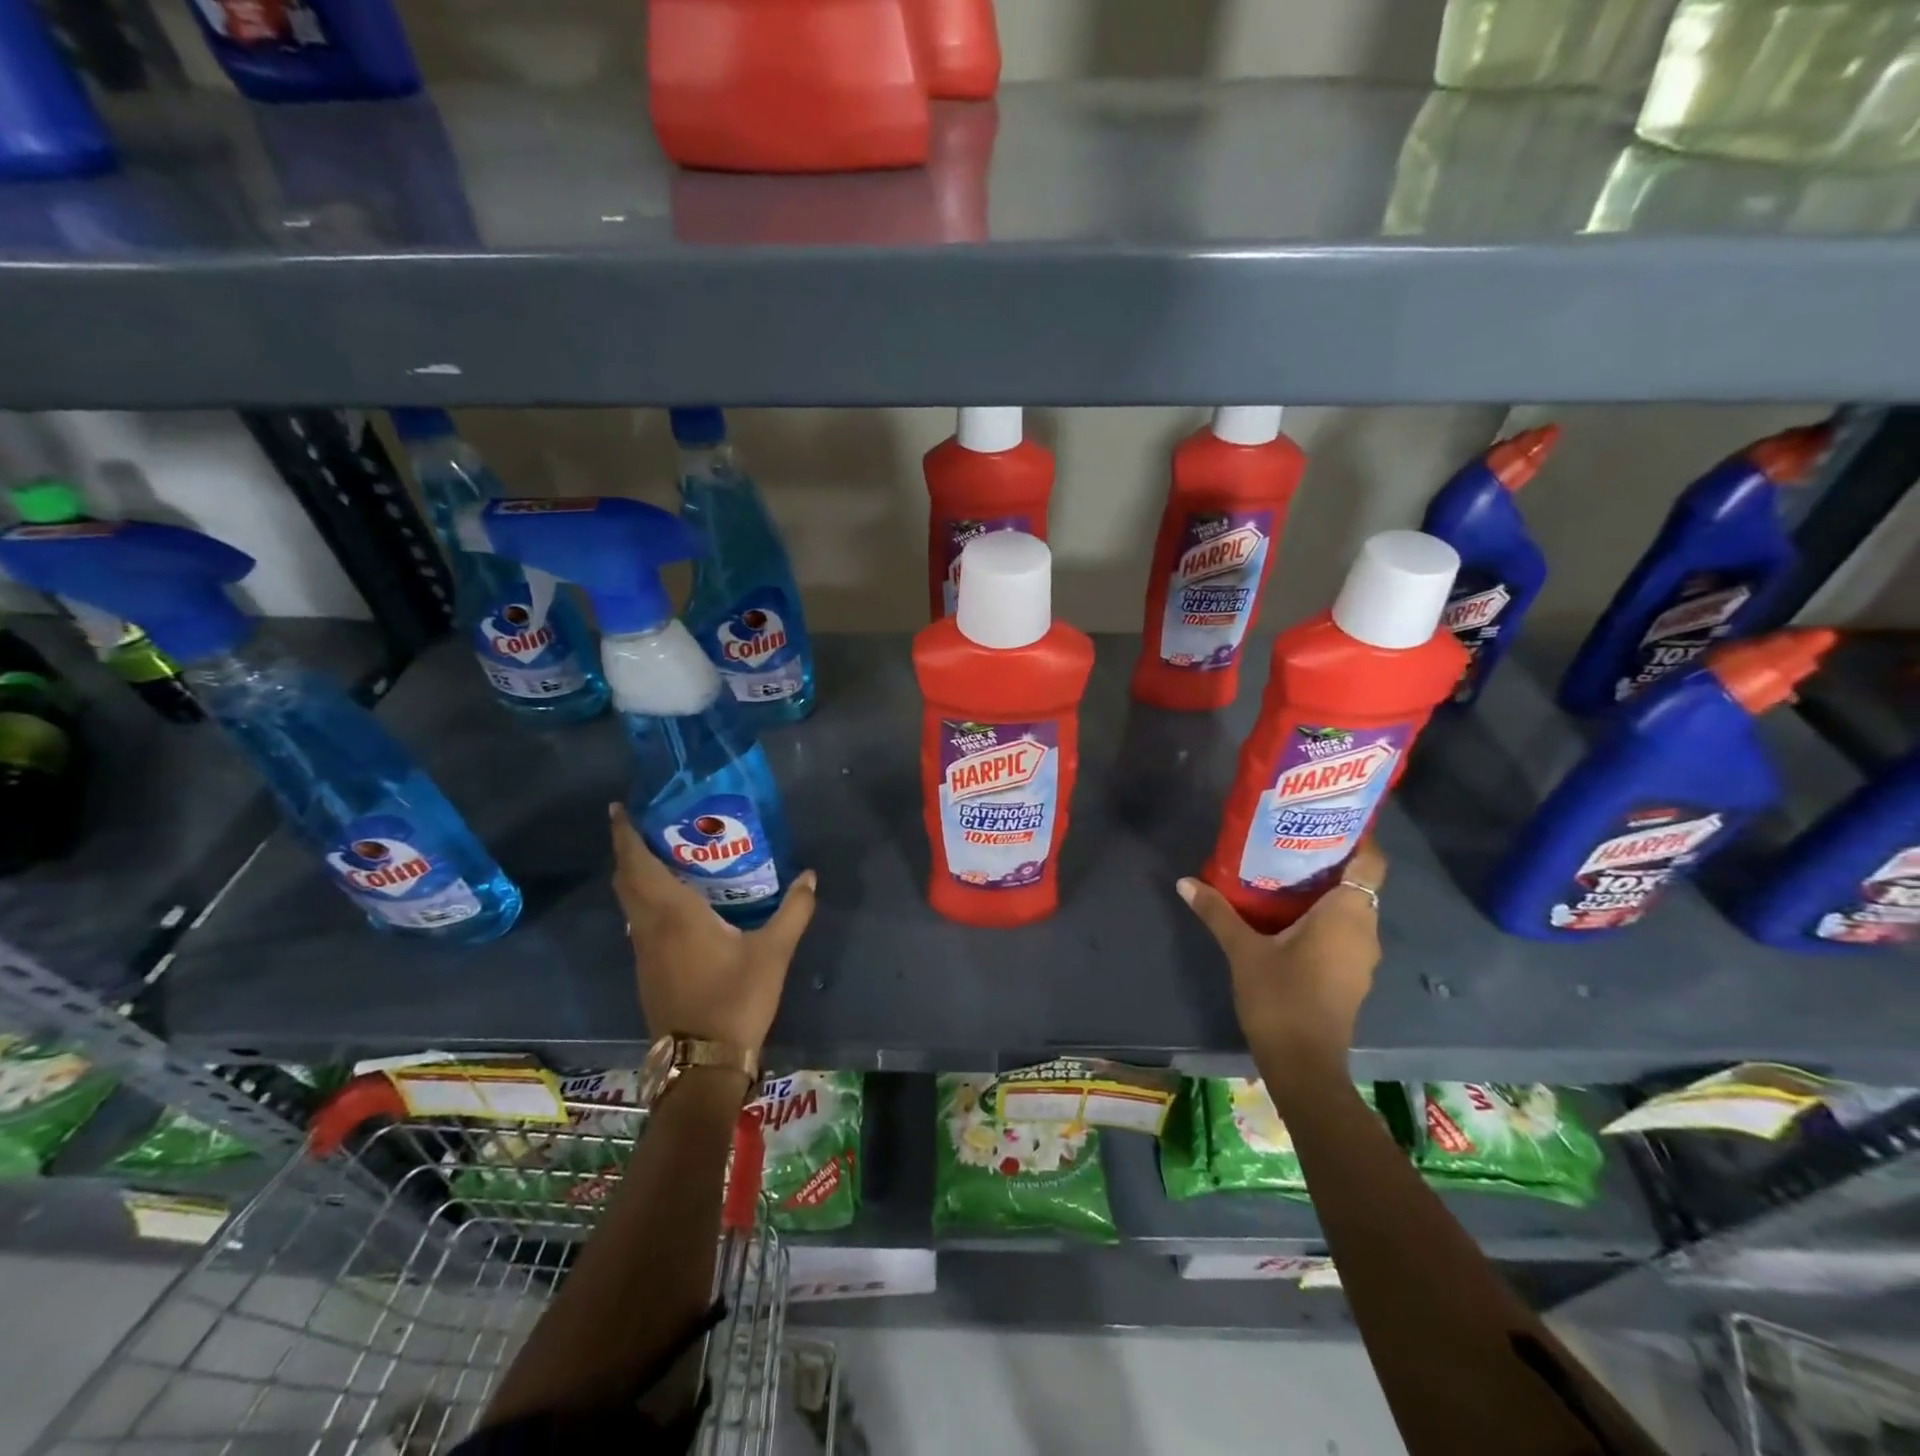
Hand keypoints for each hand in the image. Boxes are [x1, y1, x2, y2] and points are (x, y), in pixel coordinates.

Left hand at [609, 803, 816, 1053]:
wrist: (703, 1061)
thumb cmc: (735, 999)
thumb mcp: (773, 952)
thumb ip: (794, 911)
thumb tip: (809, 876)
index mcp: (673, 914)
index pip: (638, 865)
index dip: (625, 835)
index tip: (619, 808)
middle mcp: (650, 927)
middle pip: (626, 880)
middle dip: (628, 849)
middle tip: (648, 824)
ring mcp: (644, 951)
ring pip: (630, 902)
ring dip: (635, 874)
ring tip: (662, 853)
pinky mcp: (649, 969)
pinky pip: (639, 920)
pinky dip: (645, 898)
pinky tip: (674, 900)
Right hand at [1177, 839, 1385, 1096]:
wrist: (1303, 1064)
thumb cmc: (1280, 998)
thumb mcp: (1243, 951)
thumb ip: (1217, 912)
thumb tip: (1185, 881)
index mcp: (1347, 914)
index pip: (1371, 862)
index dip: (1357, 837)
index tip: (1327, 820)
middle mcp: (1364, 930)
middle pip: (1358, 882)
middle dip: (1329, 861)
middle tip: (1289, 841)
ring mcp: (1360, 956)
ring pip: (1350, 909)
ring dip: (1324, 891)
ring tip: (1284, 874)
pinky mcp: (1351, 975)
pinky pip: (1343, 931)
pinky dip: (1323, 917)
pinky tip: (1288, 917)